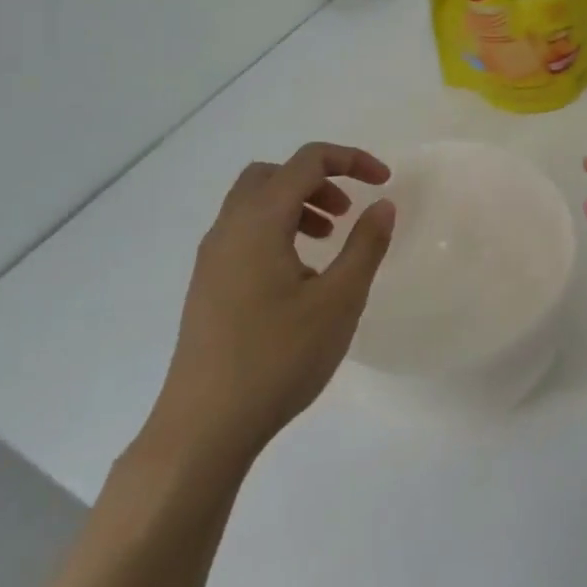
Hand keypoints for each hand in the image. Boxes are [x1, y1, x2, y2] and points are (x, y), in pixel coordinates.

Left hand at [145, 143, 394, 467]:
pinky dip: (277, 231)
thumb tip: (382, 205)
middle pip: (274, 174)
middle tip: (347, 212)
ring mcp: (211, 259)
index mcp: (259, 221)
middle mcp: (229, 229)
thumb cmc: (277, 358)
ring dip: (296, 205)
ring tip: (328, 241)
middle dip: (318, 180)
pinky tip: (299, 278)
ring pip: (255, 204)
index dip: (351, 159)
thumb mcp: (339, 301)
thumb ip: (365, 246)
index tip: (384, 182)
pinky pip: (244, 234)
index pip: (307, 161)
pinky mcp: (207, 286)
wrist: (203, 427)